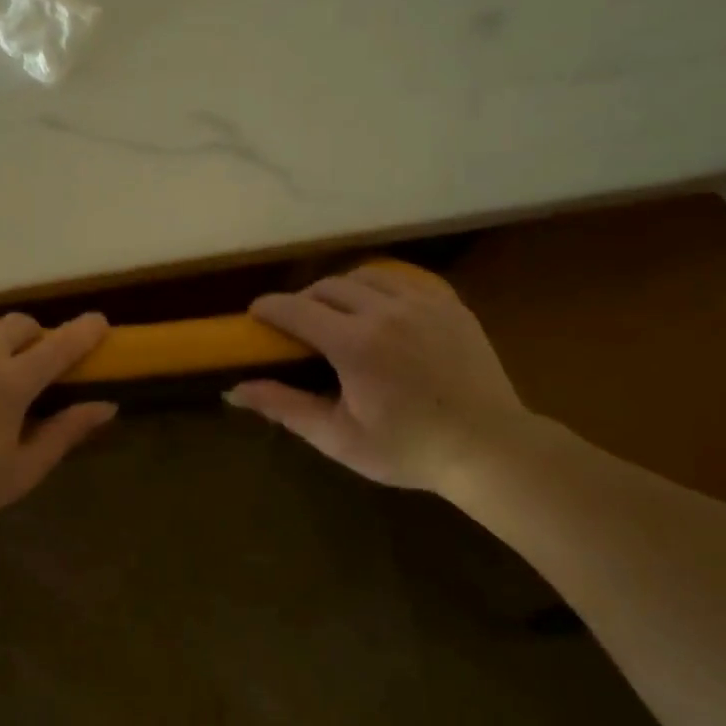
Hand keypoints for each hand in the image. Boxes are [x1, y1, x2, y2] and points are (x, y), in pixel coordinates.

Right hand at [227, 264, 528, 494]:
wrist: (490, 448)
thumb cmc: (408, 449)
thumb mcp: (339, 437)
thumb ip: (285, 407)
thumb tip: (234, 391)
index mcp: (355, 344)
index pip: (296, 310)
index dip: (269, 308)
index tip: (255, 315)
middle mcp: (385, 311)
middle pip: (327, 287)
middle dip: (303, 300)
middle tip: (297, 325)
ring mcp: (422, 302)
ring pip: (365, 276)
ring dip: (340, 290)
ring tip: (337, 314)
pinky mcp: (449, 304)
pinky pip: (403, 280)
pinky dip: (380, 288)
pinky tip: (380, 309)